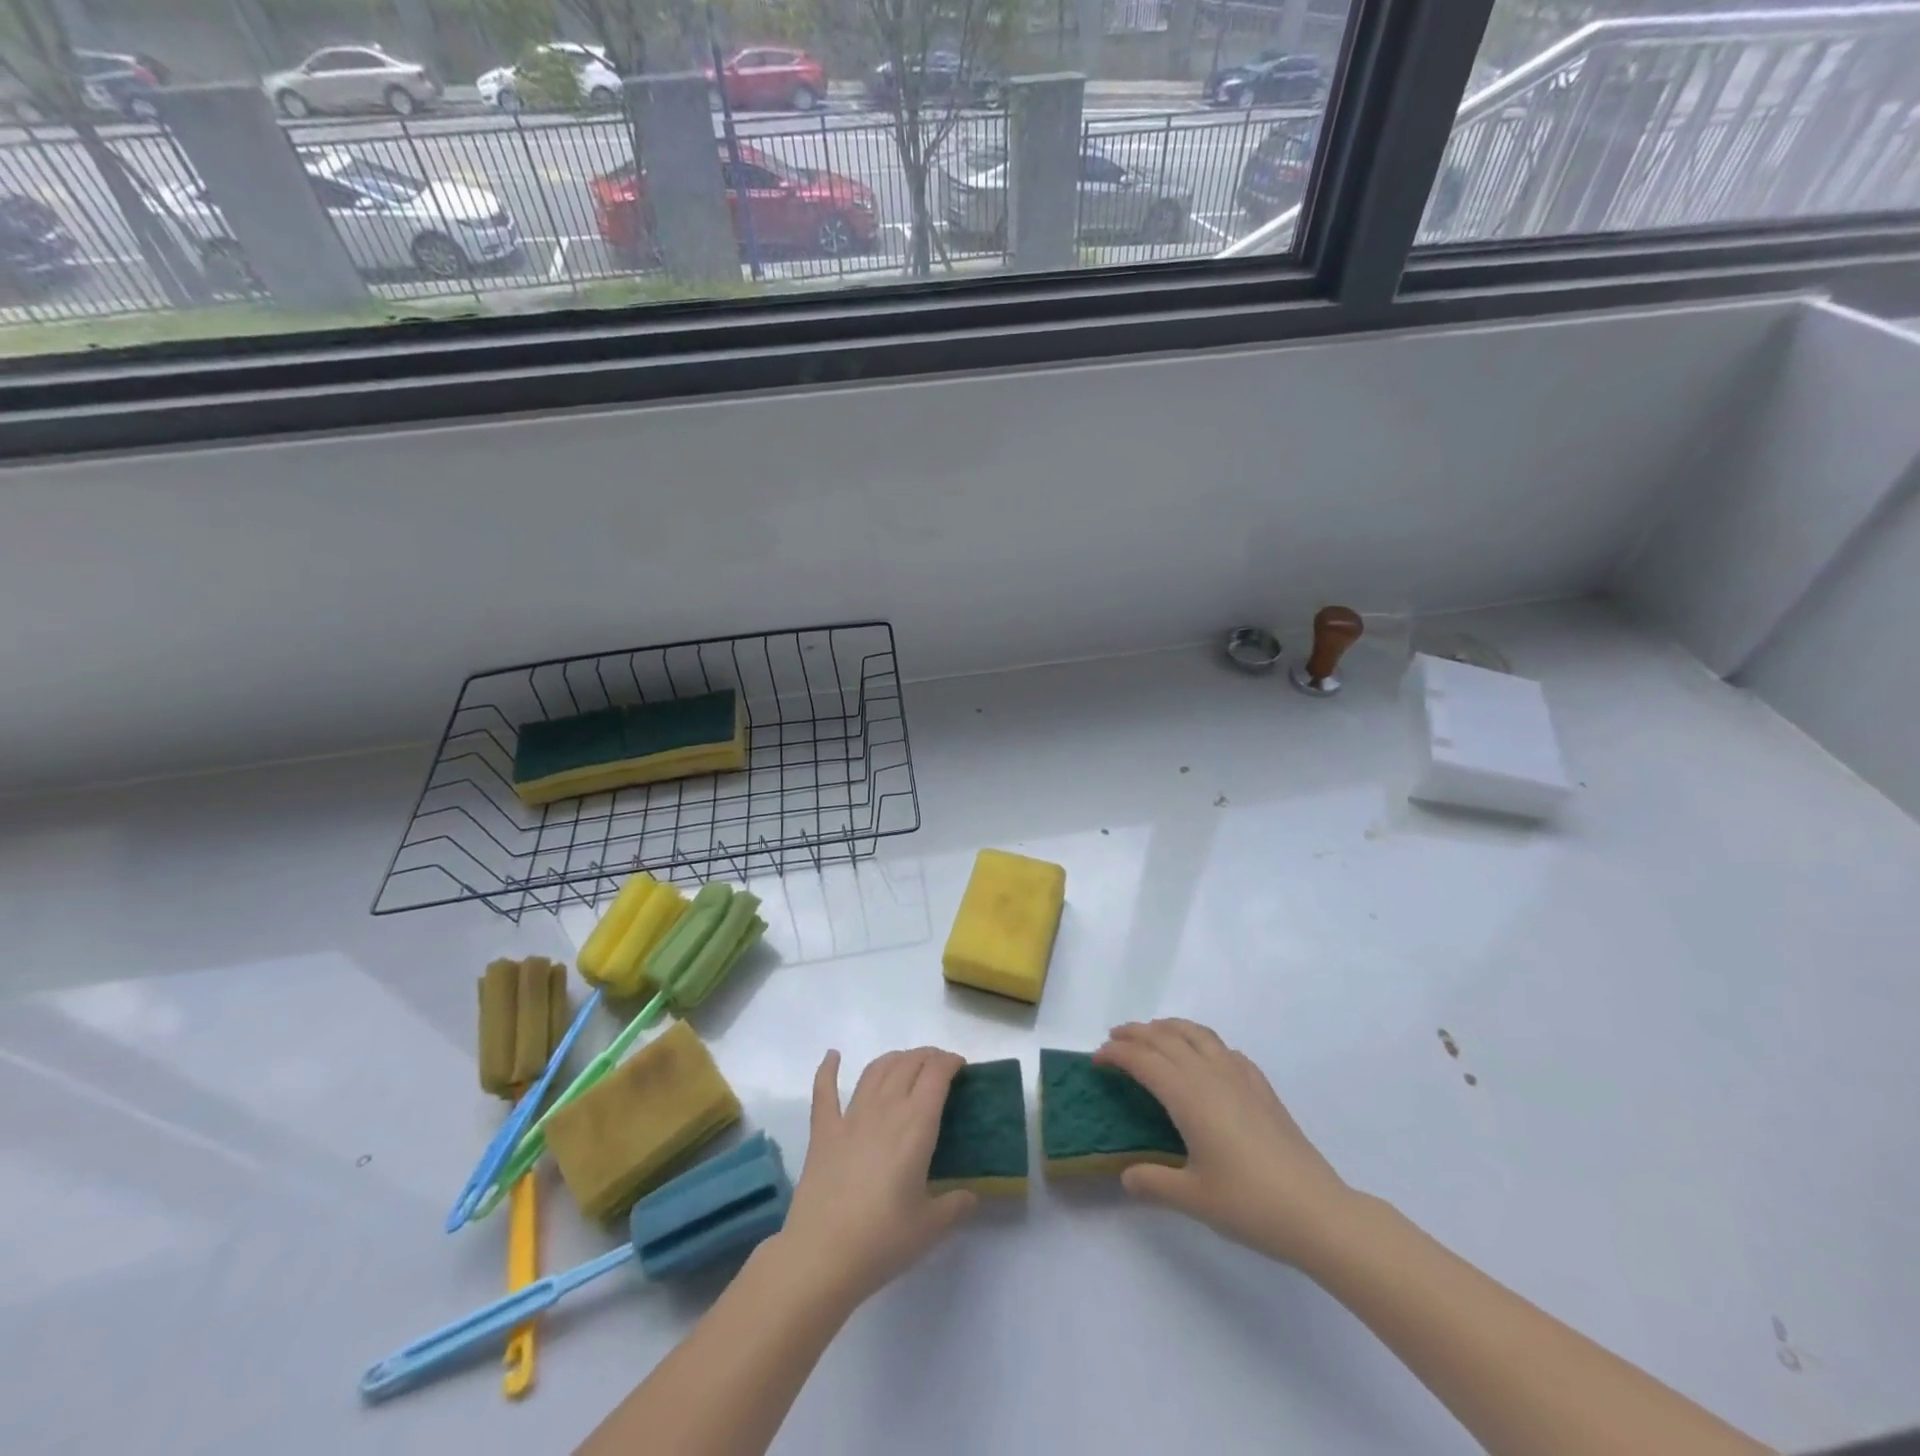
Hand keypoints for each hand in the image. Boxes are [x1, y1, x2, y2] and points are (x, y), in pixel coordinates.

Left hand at [773, 1047, 976, 1308]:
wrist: (822, 1256)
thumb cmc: (882, 1240)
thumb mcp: (930, 1227)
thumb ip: (955, 1206)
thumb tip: (971, 1196)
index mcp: (916, 1125)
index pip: (936, 1075)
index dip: (950, 1062)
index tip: (960, 1067)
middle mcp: (885, 1108)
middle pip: (908, 1064)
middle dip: (927, 1057)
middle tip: (939, 1067)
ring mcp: (850, 1116)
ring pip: (875, 1070)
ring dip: (894, 1059)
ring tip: (905, 1062)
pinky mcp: (823, 1131)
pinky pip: (824, 1090)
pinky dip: (828, 1069)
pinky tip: (833, 1056)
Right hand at [1094, 1019, 1355, 1266]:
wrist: (1318, 1212)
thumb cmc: (1250, 1204)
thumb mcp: (1193, 1199)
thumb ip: (1154, 1182)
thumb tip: (1126, 1176)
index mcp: (1188, 1096)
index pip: (1143, 1060)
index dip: (1116, 1054)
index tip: (1097, 1059)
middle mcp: (1210, 1075)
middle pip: (1165, 1038)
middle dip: (1135, 1034)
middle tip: (1113, 1039)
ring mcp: (1240, 1077)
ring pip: (1197, 1034)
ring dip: (1168, 1028)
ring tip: (1152, 1033)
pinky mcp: (1261, 1087)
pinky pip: (1224, 1049)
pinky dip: (1202, 1042)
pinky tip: (1203, 1058)